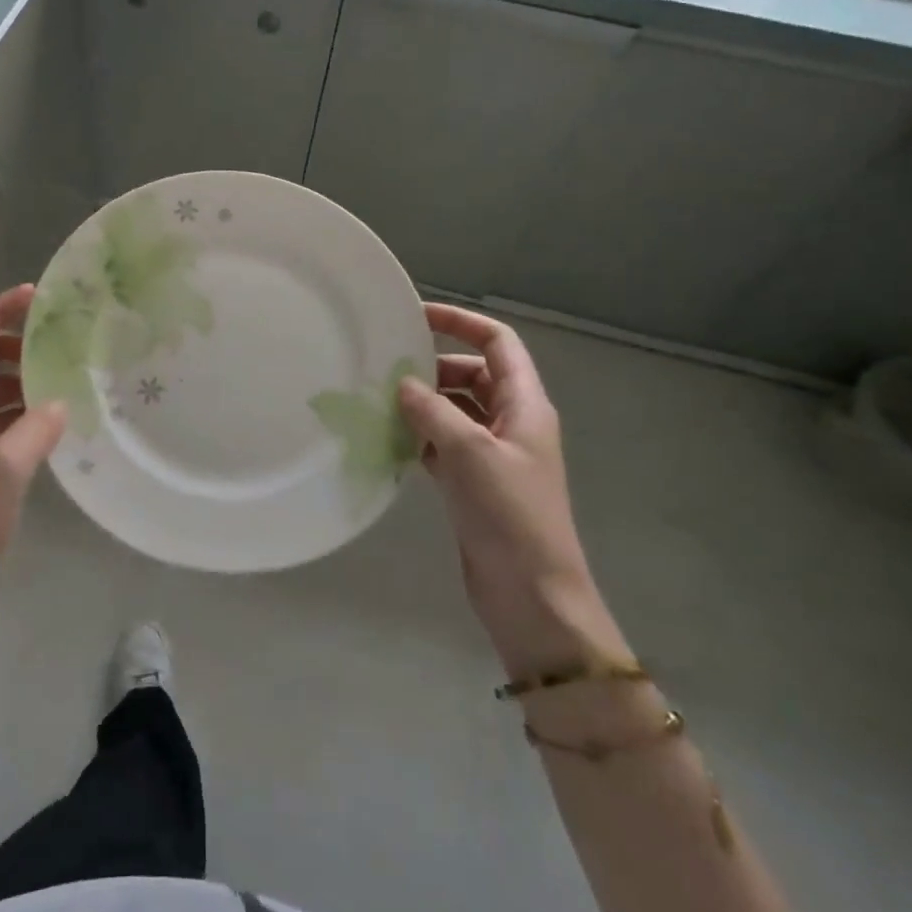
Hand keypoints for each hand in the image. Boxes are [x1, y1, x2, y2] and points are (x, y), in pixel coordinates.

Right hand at [398, 303, 629, 680]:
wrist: (532, 596)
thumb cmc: (510, 515)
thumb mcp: (470, 452)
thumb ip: (433, 410)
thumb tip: (403, 383)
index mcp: (526, 405)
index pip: (498, 343)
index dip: (461, 322)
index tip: (416, 315)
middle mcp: (512, 423)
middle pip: (473, 375)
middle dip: (434, 367)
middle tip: (387, 369)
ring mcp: (494, 455)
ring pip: (455, 411)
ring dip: (424, 404)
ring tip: (380, 402)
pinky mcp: (475, 484)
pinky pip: (444, 445)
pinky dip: (420, 438)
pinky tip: (390, 441)